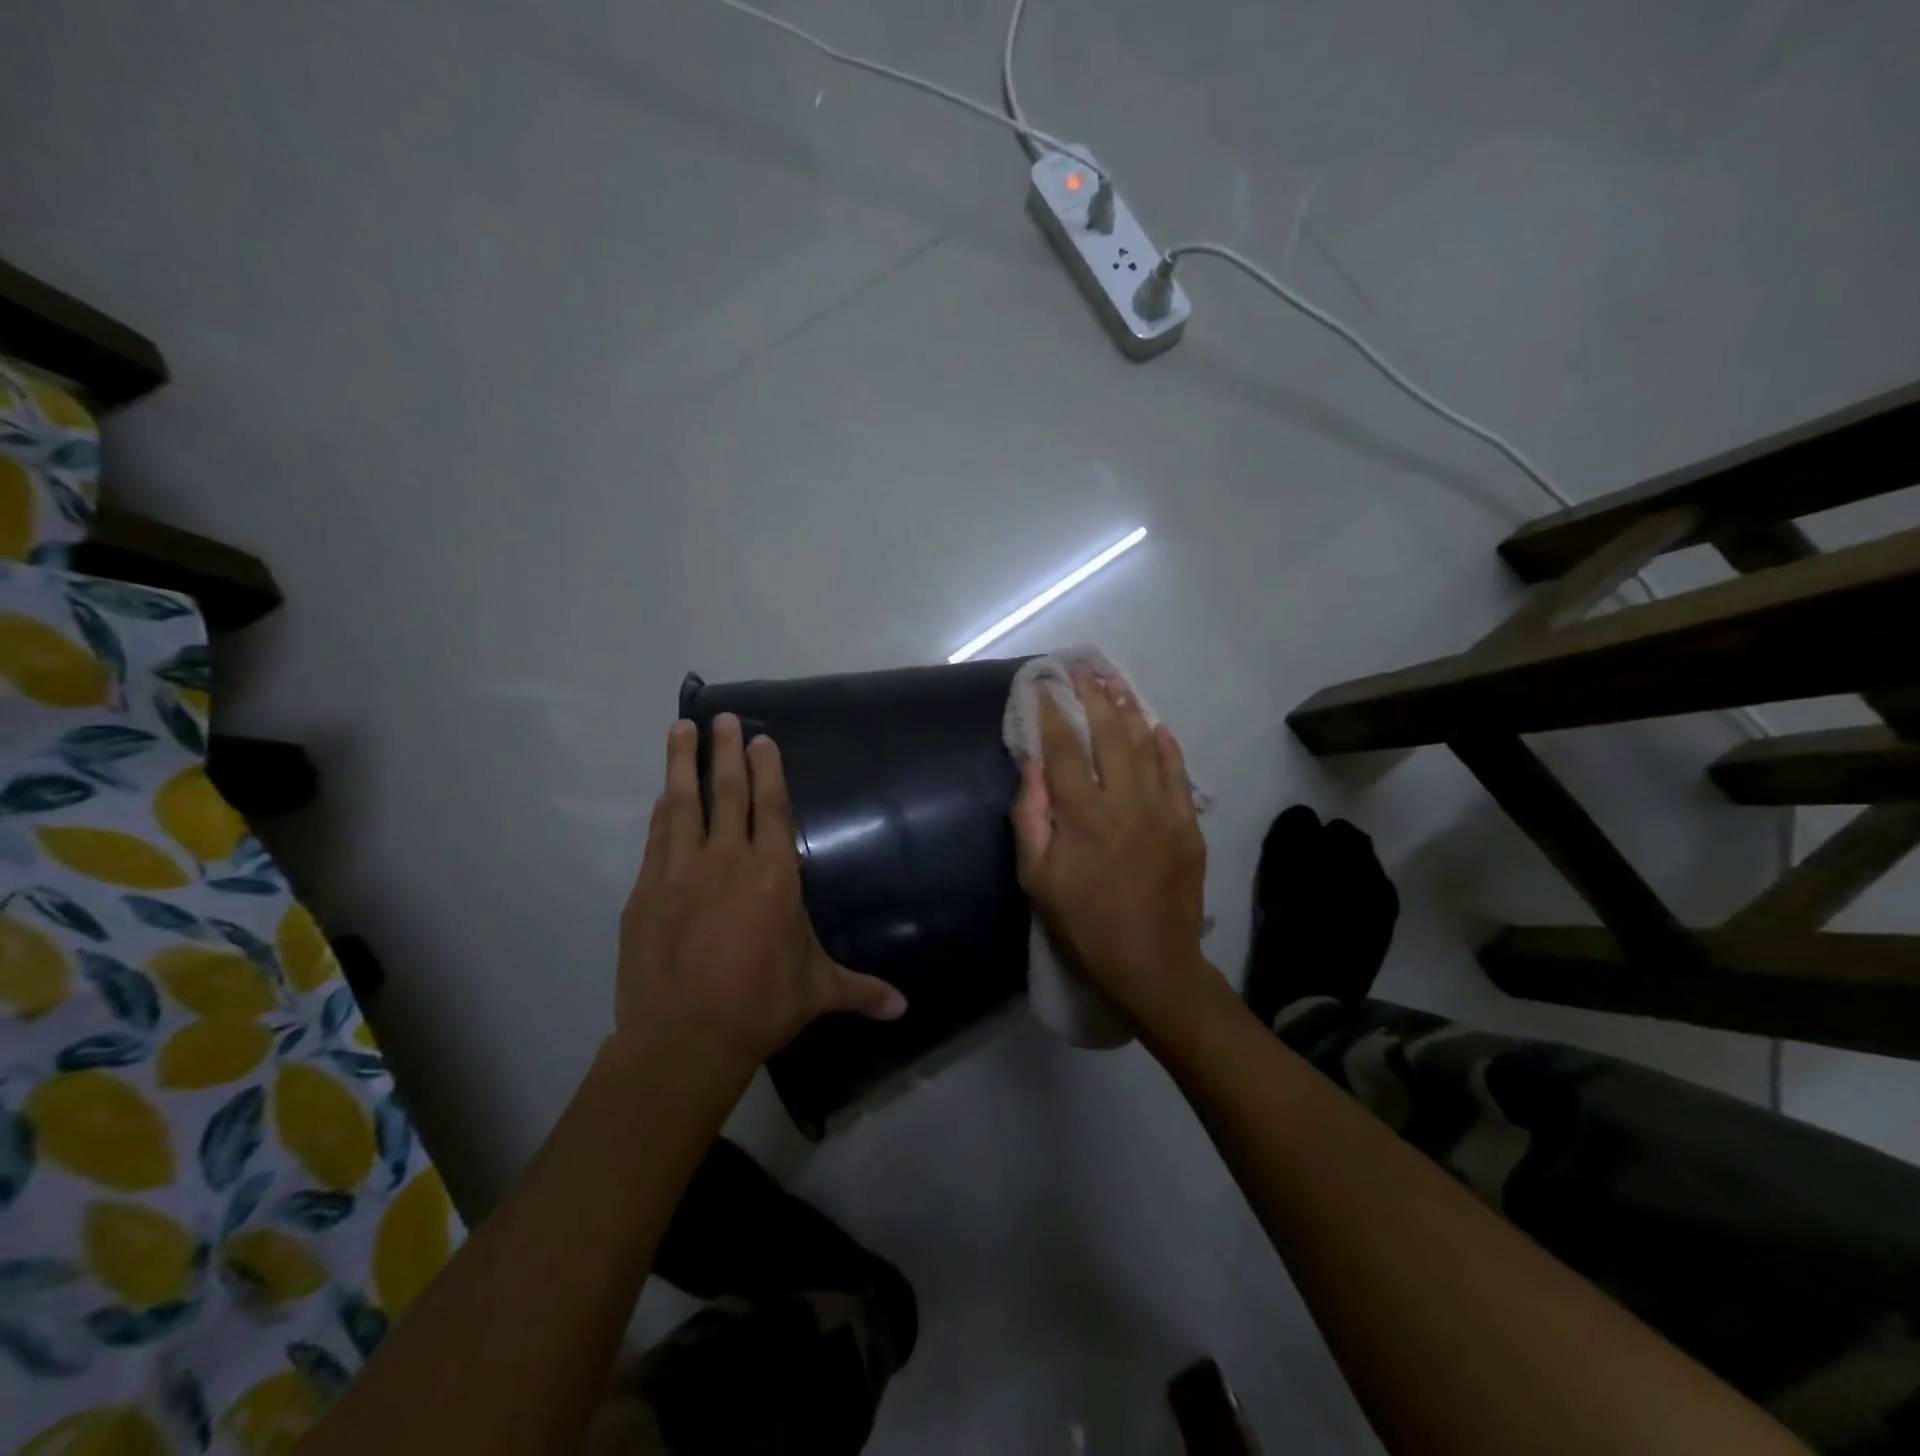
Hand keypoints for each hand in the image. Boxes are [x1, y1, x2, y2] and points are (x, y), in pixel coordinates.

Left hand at [616, 715, 906, 1073]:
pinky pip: (656, 838)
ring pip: (682, 804)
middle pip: (726, 793)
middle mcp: (727, 861)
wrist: (683, 1040)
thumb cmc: (759, 1007)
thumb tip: (904, 1008)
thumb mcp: (816, 993)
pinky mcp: (645, 892)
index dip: (768, 770)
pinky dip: (662, 811)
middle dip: (725, 751)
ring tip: (680, 728)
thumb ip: (861, 990)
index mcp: (773, 876)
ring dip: (682, 764)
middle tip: (723, 717)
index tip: (762, 739)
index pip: (772, 808)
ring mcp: (680, 872)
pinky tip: (662, 795)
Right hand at [1011, 668, 1212, 1035]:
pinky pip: (1178, 774)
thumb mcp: (1037, 880)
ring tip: (1115, 681)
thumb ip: (1030, 819)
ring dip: (1129, 710)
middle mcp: (1125, 802)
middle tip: (1080, 668)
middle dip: (1092, 696)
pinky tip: (1157, 725)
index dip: (1050, 713)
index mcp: (1083, 816)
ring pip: (1146, 746)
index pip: (1063, 749)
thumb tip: (1031, 767)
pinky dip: (1167, 746)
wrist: (1151, 964)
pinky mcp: (1187, 826)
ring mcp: (1163, 811)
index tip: (1040, 685)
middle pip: (1109, 735)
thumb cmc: (1083, 924)